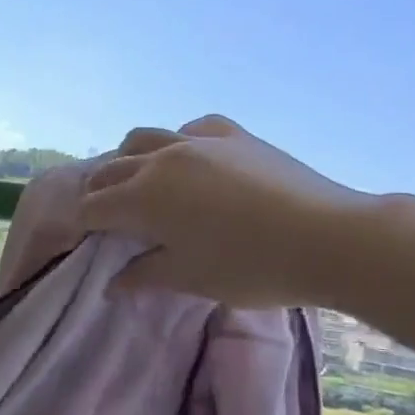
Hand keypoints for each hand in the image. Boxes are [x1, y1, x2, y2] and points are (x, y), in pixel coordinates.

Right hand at [81, 114, 375, 308]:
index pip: (93, 207)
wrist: (330, 238)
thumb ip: (144, 277)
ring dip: (129, 159)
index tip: (88, 240)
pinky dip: (177, 142)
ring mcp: (197, 142)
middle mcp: (160, 160)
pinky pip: (190, 129)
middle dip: (99, 192)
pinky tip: (190, 159)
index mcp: (143, 198)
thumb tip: (111, 285)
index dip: (84, 224)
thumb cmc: (252, 266)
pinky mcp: (232, 135)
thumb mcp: (191, 279)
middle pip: (110, 169)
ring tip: (138, 180)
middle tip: (107, 217)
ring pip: (143, 137)